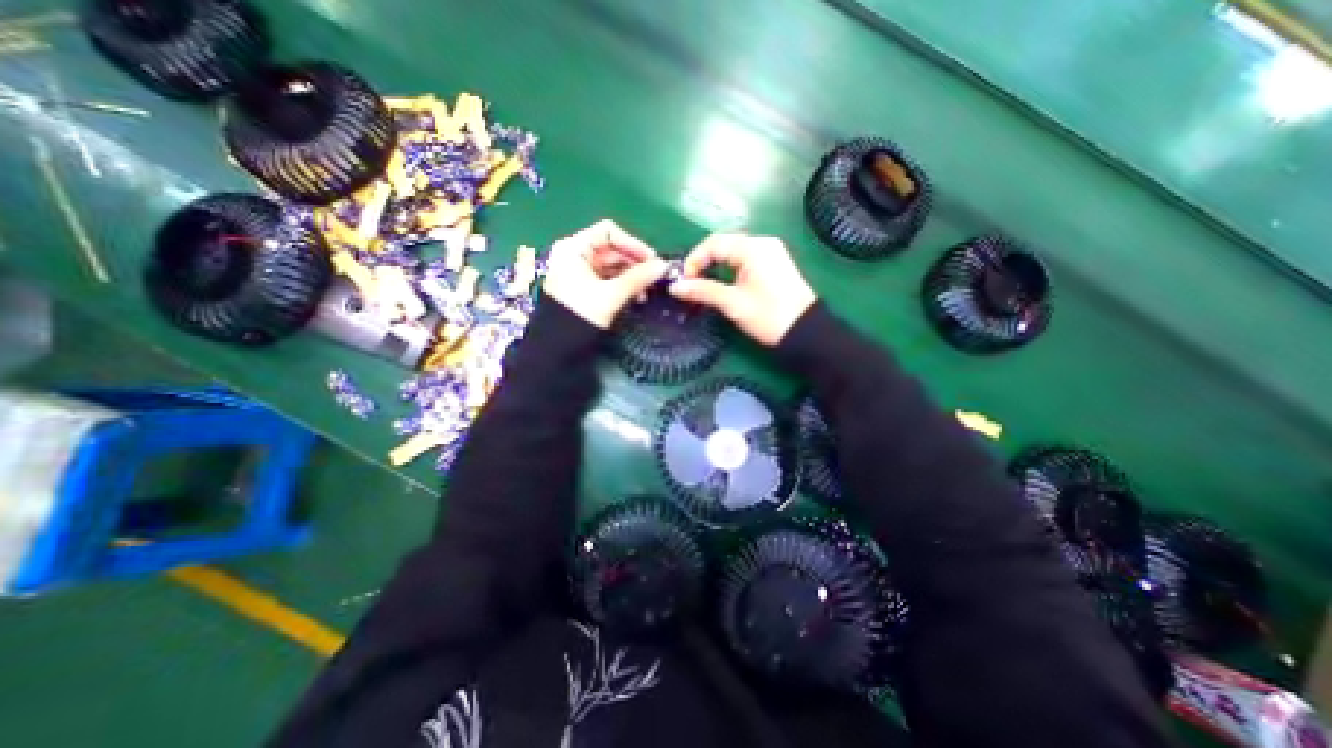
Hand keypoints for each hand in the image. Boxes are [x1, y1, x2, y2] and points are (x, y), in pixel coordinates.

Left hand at [540, 219, 669, 331]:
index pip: (608, 232)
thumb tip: (664, 266)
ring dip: (632, 275)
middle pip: (612, 249)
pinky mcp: (585, 286)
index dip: (632, 244)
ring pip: (613, 265)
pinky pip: (608, 278)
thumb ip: (637, 278)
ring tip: (647, 291)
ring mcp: (579, 271)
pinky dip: (624, 284)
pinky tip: (637, 296)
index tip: (652, 260)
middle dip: (635, 263)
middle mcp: (575, 254)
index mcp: (574, 248)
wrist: (557, 347)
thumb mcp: (610, 296)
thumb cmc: (580, 315)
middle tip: (655, 277)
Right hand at [670, 232, 817, 344]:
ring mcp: (771, 252)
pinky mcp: (774, 263)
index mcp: (753, 247)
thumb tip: (675, 287)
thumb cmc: (769, 316)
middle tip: (691, 283)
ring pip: (733, 251)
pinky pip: (745, 258)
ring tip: (703, 284)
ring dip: (716, 264)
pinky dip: (730, 268)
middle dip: (704, 261)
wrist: (806, 332)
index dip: (694, 260)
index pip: (714, 243)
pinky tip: (723, 282)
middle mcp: (762, 243)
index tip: (683, 281)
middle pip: (723, 244)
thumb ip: (703, 291)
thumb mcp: (733, 303)